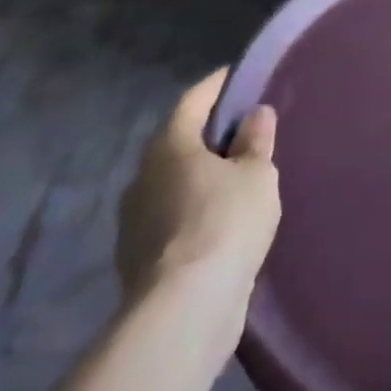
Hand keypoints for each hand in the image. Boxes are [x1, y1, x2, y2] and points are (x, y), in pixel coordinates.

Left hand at [115, 71, 280, 355]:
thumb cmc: (224, 222)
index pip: (193, 100)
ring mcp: (134, 222)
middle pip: (178, 142)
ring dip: (199, 178)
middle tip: (243, 129)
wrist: (183, 313)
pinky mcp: (138, 262)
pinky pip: (171, 219)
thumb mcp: (257, 173)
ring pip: (172, 184)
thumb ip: (256, 141)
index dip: (217, 86)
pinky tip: (219, 221)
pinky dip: (193, 212)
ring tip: (235, 178)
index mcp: (169, 145)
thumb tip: (254, 115)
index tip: (239, 77)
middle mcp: (142, 177)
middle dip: (208, 135)